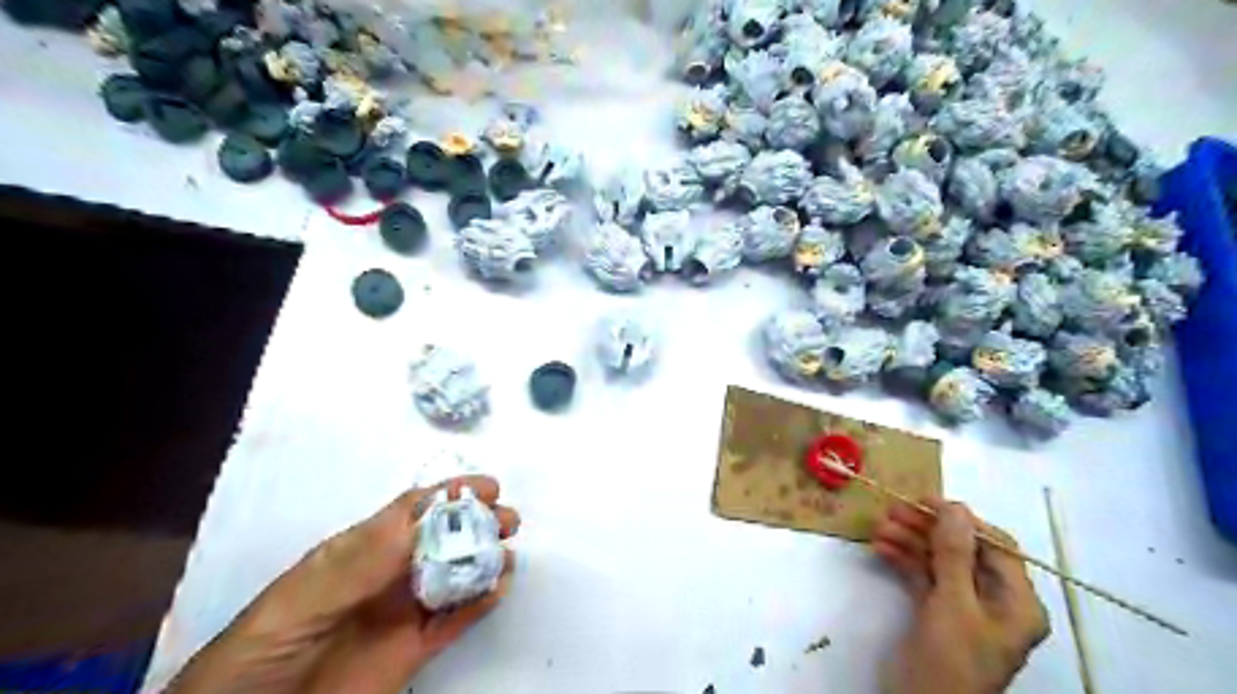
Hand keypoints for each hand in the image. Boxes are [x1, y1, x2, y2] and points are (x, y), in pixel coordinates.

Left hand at [162, 476, 516, 693]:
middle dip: (478, 523)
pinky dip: (481, 603)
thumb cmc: (264, 648)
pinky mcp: (415, 649)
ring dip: (486, 559)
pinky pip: (455, 620)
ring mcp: (404, 611)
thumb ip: (359, 562)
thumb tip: (416, 523)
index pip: (412, 512)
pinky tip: (499, 588)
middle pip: (443, 539)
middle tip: (507, 520)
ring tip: (509, 552)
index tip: (487, 487)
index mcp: (359, 552)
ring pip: (456, 575)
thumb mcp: (303, 595)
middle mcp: (389, 574)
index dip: (450, 495)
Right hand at [868, 499, 1051, 692]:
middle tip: (893, 511)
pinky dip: (903, 561)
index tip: (925, 501)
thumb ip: (955, 554)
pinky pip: (922, 576)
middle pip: (962, 550)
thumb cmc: (951, 660)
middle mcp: (994, 600)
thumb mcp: (954, 604)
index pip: (995, 546)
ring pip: (938, 561)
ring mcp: (963, 606)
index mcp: (1017, 602)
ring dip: (910, 542)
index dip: (962, 520)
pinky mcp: (937, 613)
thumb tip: (956, 506)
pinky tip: (880, 548)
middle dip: (928, 529)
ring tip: (879, 528)